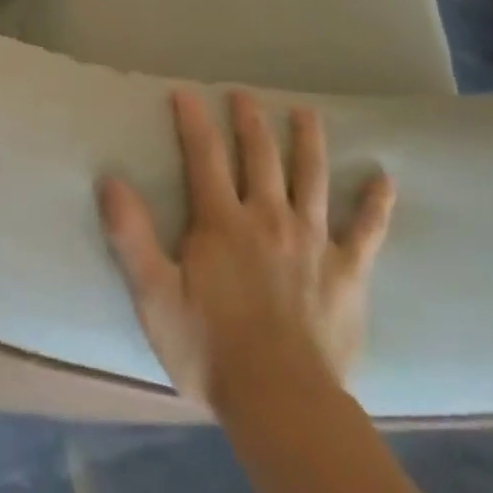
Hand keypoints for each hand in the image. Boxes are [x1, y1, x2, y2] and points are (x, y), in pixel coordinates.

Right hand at [97, 89, 392, 407]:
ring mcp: (313, 242)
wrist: (281, 400)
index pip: (204, 157)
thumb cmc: (209, 349)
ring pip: (311, 178)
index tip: (186, 92)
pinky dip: (375, 203)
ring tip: (306, 113)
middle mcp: (269, 218)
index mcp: (222, 222)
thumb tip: (110, 180)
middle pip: (260, 157)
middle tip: (244, 95)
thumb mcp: (154, 296)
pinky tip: (383, 178)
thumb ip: (131, 236)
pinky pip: (367, 230)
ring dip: (308, 142)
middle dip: (250, 121)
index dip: (193, 121)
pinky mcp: (348, 271)